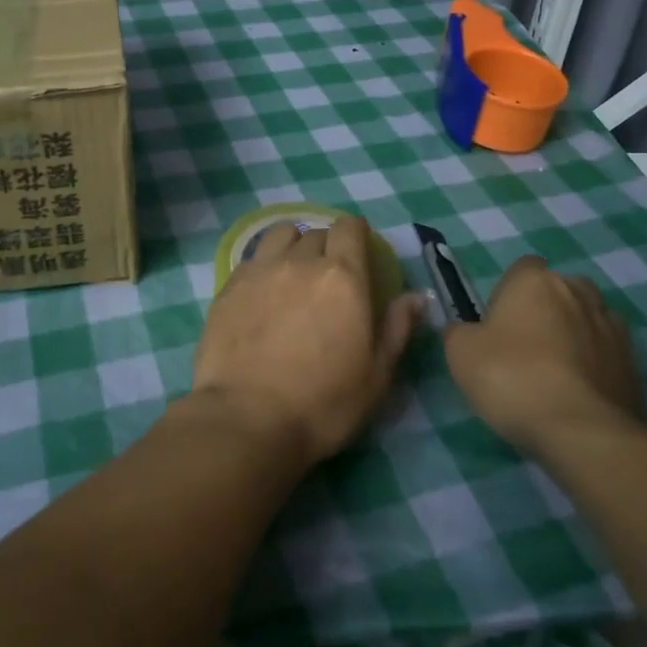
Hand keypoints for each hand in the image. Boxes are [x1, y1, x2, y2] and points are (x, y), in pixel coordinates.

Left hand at [190, 216, 425, 467]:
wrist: (248, 418)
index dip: (356, 233)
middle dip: (327, 246)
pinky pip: (253, 258)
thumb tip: (417, 296)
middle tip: (329, 275)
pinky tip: (263, 291)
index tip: (358, 249)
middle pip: (316, 233)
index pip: (349, 228)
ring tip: (293, 271)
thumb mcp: (376, 375)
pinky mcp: (229, 286)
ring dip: (292, 245)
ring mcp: (260, 270)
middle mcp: (301, 262)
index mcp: (343, 277)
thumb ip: (397, 328)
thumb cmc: (323, 403)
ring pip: (280, 236)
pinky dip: (264, 265)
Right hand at [443, 258, 643, 454]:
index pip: (523, 269)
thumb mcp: (460, 353)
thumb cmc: (511, 377)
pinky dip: (595, 365)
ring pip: (586, 321)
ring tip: (556, 375)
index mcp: (535, 280)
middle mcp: (578, 291)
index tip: (498, 325)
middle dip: (545, 312)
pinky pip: (607, 354)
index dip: (508, 294)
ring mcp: (612, 326)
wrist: (581, 431)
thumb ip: (459, 332)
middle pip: (558, 292)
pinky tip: (578, 395)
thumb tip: (466, 331)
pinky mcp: (634, 363)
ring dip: (574, 336)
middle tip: (524, 350)